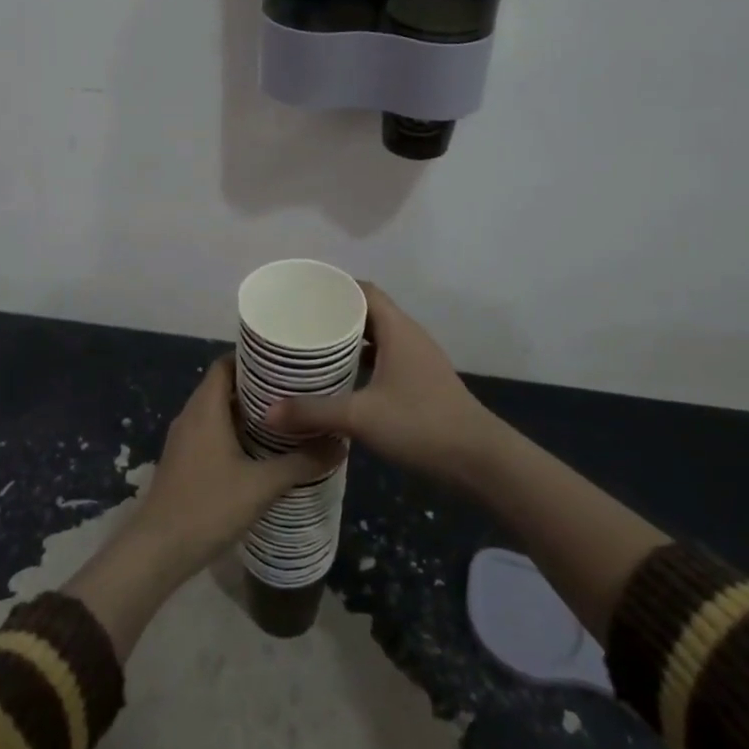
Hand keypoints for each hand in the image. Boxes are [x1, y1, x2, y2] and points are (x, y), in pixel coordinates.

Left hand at [129, 354, 342, 579]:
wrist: (157, 551)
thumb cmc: (208, 506)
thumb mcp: (262, 485)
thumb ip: (301, 463)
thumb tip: (340, 444)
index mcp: (205, 408)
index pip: (225, 363)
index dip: (252, 358)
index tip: (284, 363)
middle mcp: (191, 415)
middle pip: (223, 386)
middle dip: (257, 386)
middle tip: (295, 391)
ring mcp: (183, 439)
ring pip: (217, 411)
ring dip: (246, 412)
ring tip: (285, 419)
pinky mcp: (183, 461)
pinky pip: (211, 432)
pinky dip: (234, 433)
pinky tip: (260, 451)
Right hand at [265, 282, 498, 485]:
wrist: (480, 460)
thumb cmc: (421, 424)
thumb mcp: (361, 417)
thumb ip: (314, 412)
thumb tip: (268, 411)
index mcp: (398, 330)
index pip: (364, 291)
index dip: (334, 287)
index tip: (302, 294)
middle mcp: (409, 337)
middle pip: (369, 312)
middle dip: (335, 315)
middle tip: (298, 322)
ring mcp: (418, 361)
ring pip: (378, 338)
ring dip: (349, 340)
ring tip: (313, 349)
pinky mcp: (422, 383)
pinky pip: (386, 359)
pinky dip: (363, 362)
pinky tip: (341, 381)